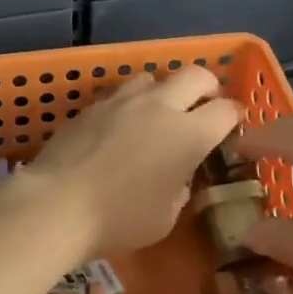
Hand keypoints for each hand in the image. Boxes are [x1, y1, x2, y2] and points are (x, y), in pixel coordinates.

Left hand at [19, 69, 239, 256]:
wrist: (58, 203)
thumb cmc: (120, 219)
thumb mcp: (165, 217)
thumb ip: (180, 188)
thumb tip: (177, 175)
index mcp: (189, 134)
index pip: (225, 110)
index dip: (234, 115)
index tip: (233, 123)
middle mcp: (161, 106)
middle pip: (195, 74)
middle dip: (207, 86)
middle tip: (204, 104)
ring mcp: (124, 100)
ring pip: (153, 77)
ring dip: (163, 91)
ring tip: (157, 112)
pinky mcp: (93, 104)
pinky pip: (120, 93)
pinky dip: (129, 104)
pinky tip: (120, 126)